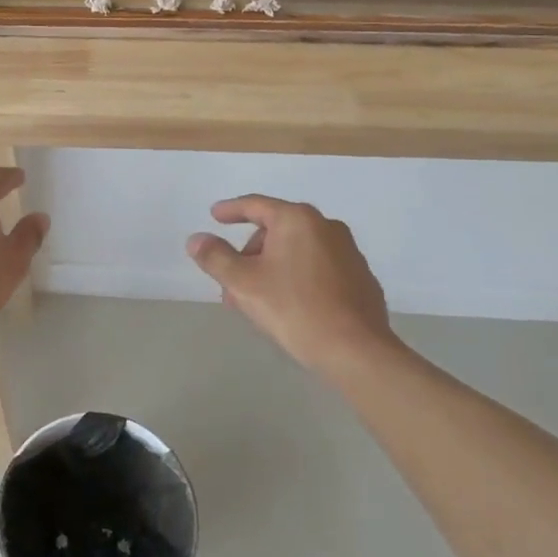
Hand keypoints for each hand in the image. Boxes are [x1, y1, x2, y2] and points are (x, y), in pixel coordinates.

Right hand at [186, 195, 397, 370]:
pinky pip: (318, 268)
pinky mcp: (361, 278)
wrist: (356, 350)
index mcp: (297, 220)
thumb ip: (215, 257)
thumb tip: (196, 239)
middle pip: (276, 230)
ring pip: (297, 251)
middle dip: (249, 253)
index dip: (231, 210)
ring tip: (256, 299)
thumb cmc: (294, 308)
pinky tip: (290, 305)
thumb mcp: (242, 283)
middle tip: (232, 282)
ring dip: (271, 267)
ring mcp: (348, 252)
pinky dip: (297, 277)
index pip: (256, 205)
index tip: (214, 216)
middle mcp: (326, 227)